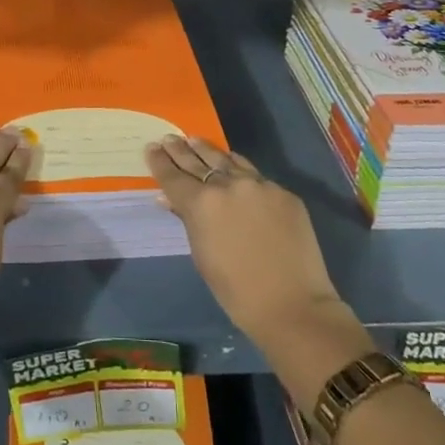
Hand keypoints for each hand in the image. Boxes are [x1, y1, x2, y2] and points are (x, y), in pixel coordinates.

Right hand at [147, 136, 370, 396]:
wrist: (292, 305)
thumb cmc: (235, 290)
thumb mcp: (202, 255)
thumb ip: (187, 220)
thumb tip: (169, 199)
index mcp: (201, 203)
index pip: (173, 176)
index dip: (160, 162)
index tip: (151, 148)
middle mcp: (228, 185)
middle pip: (198, 162)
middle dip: (180, 150)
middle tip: (169, 139)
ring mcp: (259, 185)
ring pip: (227, 160)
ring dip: (208, 151)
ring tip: (194, 141)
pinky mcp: (283, 192)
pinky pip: (254, 174)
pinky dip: (237, 167)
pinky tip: (231, 163)